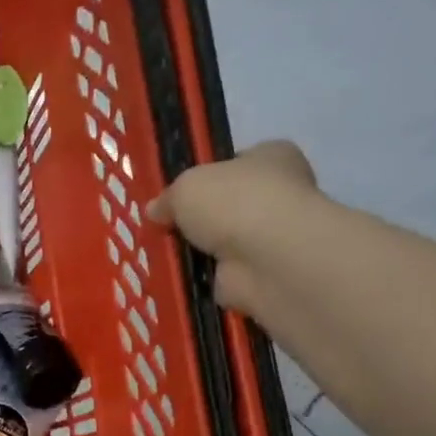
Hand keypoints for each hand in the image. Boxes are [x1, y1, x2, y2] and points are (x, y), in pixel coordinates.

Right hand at [145, 141, 318, 310]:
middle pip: (229, 204)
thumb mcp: (185, 187)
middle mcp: (279, 194)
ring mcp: (272, 237)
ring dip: (199, 250)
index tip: (179, 191)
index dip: (208, 174)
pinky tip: (178, 277)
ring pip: (224, 242)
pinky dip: (202, 277)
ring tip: (163, 253)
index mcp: (273, 157)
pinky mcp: (261, 273)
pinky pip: (222, 274)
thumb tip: (155, 210)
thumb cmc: (234, 203)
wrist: (267, 258)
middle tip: (165, 226)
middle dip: (200, 217)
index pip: (237, 162)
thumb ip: (168, 197)